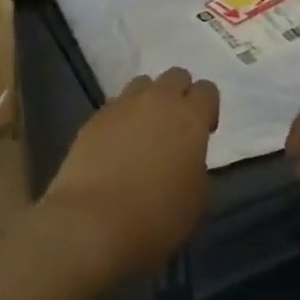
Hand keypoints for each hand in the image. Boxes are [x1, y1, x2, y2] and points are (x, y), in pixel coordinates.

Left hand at [40, 68, 219, 280]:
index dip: (207, 109)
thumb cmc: (156, 218)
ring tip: (143, 133)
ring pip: (142, 84)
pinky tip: (116, 147)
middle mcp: (158, 101)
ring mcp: (122, 105)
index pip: (207, 90)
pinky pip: (115, 106)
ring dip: (148, 101)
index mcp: (190, 118)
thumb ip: (197, 168)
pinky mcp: (94, 118)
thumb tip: (187, 161)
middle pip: (175, 76)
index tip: (204, 133)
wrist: (92, 223)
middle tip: (175, 128)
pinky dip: (121, 119)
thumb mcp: (197, 201)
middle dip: (179, 95)